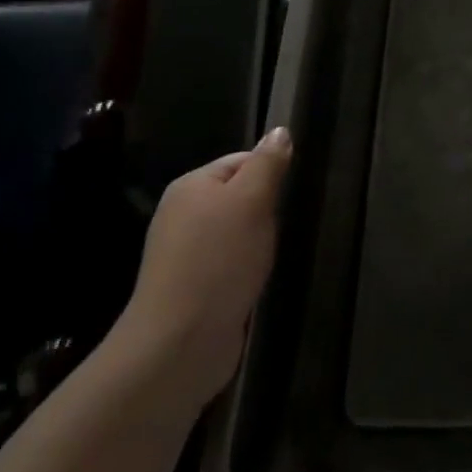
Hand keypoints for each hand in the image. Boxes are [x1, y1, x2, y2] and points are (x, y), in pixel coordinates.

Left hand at [116, 127, 291, 407]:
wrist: (182, 340)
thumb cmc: (220, 259)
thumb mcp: (252, 200)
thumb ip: (268, 163)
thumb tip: (280, 131)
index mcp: (191, 185)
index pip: (241, 160)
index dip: (270, 173)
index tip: (289, 195)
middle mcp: (181, 214)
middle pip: (238, 195)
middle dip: (266, 209)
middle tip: (283, 226)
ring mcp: (184, 252)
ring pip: (236, 230)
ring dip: (258, 240)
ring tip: (272, 254)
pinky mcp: (192, 286)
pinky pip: (229, 261)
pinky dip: (246, 266)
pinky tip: (256, 278)